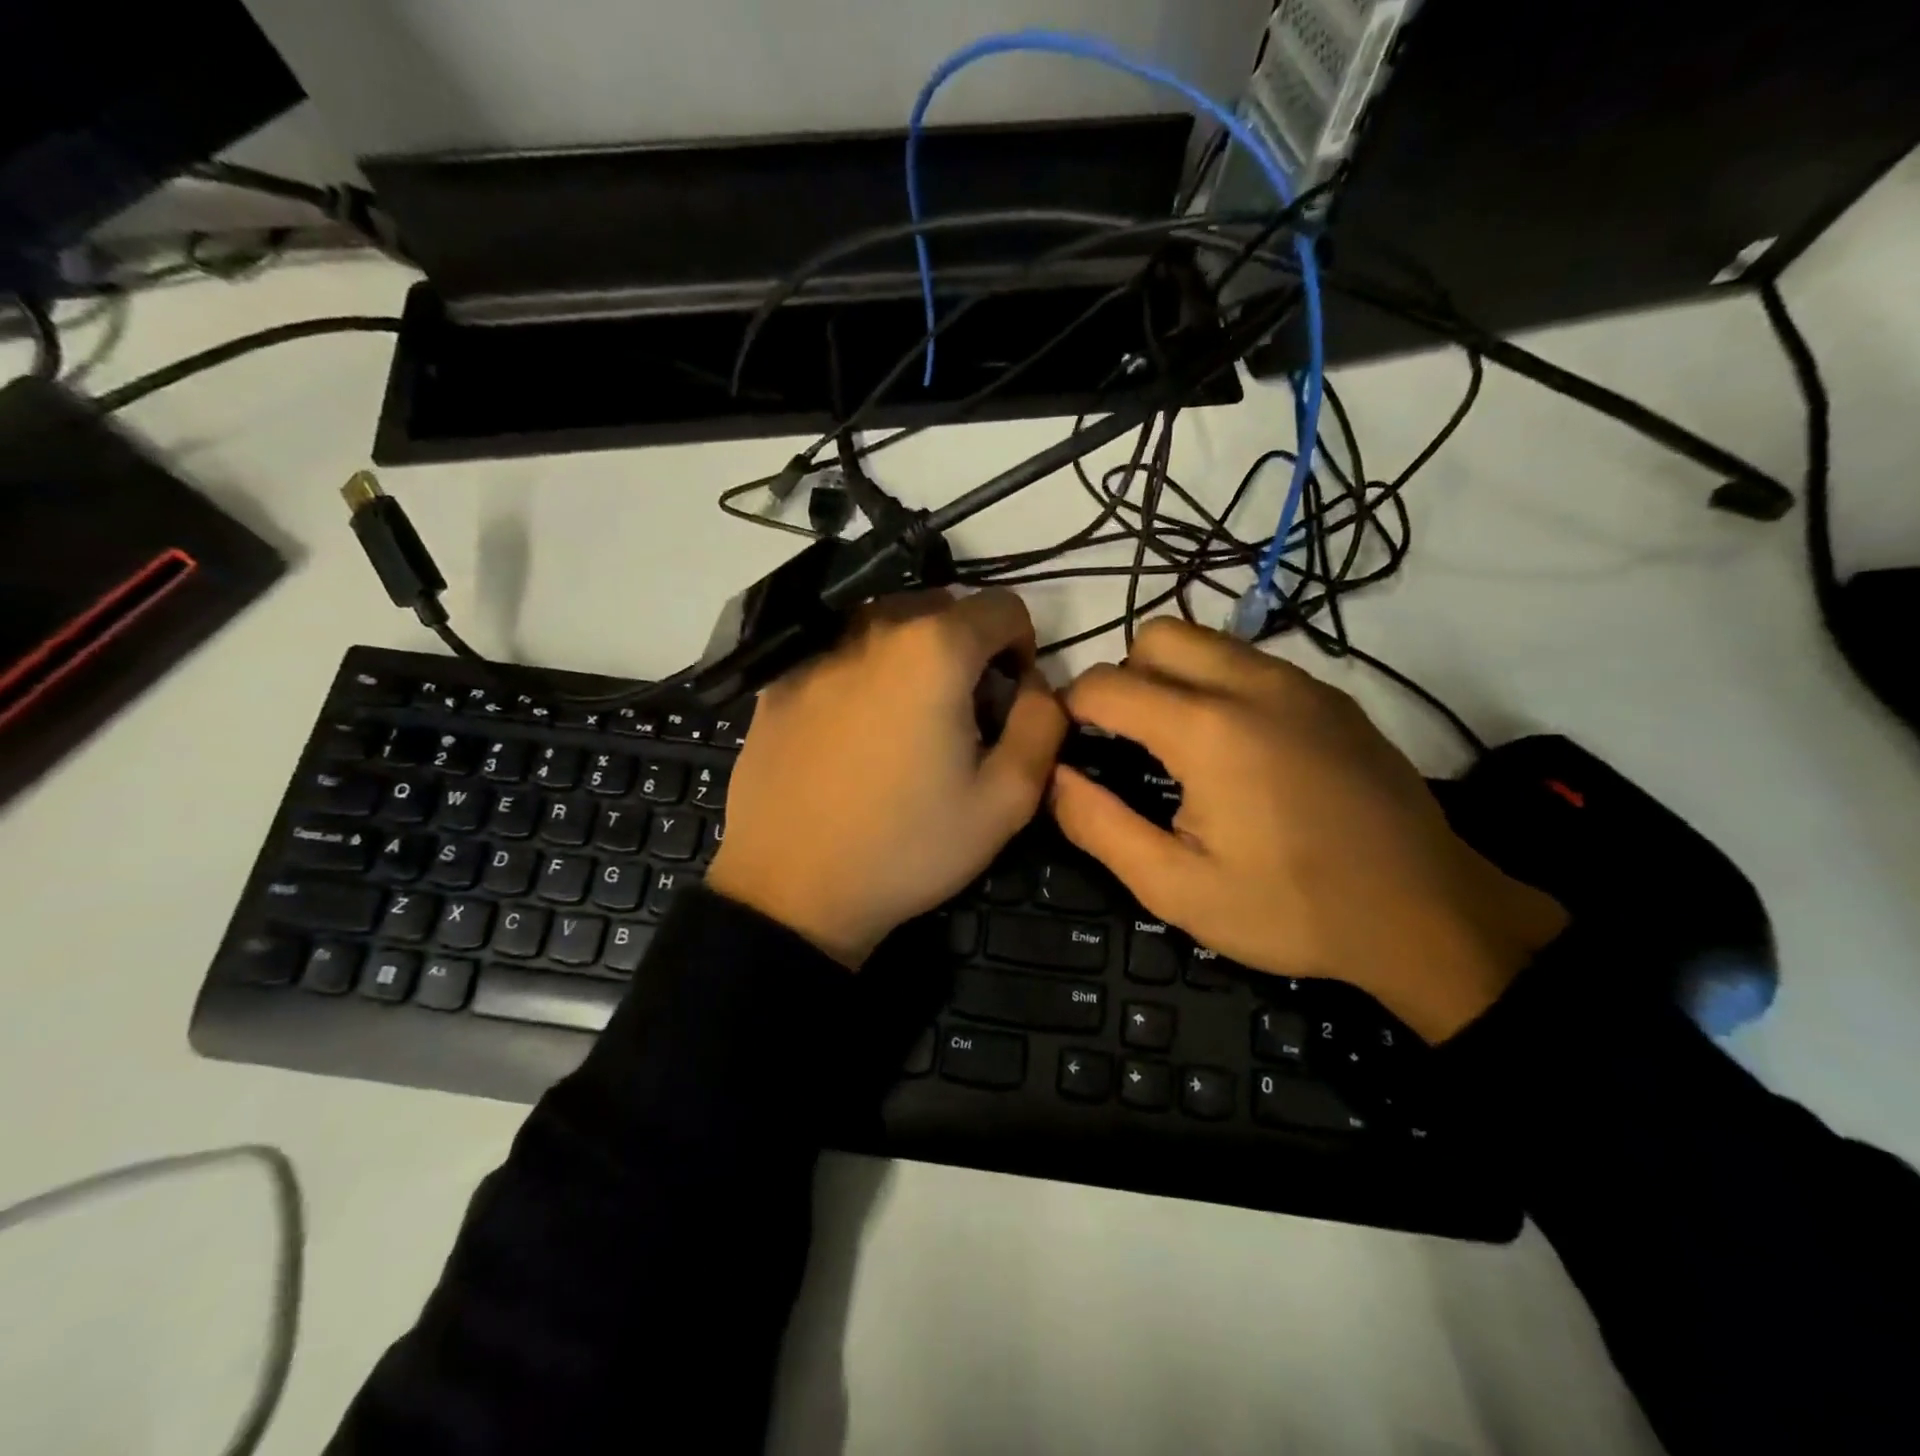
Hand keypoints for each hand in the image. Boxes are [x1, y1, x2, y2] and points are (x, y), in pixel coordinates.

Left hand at [708, 590, 1066, 967]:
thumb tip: (1035, 684)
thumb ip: (1042, 723)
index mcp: (933, 649)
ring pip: (888, 627)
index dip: (1022, 648)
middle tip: (962, 716)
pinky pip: (841, 655)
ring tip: (907, 724)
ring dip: (914, 658)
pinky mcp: (778, 682)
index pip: (1002, 606)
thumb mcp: (1006, 799)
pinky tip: (853, 736)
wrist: (789, 892)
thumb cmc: (907, 847)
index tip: (1008, 699)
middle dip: (968, 649)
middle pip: (942, 609)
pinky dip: (865, 675)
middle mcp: (871, 629)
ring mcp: (816, 653)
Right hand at [1051, 619, 1566, 1041]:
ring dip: (1172, 678)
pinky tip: (1239, 752)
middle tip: (1128, 744)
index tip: (1070, 749)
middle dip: (1123, 678)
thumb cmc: (1292, 908)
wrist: (1428, 915)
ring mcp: (1300, 682)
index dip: (1070, 711)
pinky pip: (1252, 663)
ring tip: (1179, 747)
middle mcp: (1251, 683)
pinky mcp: (1332, 696)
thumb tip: (1053, 776)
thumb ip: (1098, 826)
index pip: (1105, 683)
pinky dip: (1220, 685)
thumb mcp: (1176, 888)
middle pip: (1155, 636)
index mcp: (1206, 729)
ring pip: (1206, 641)